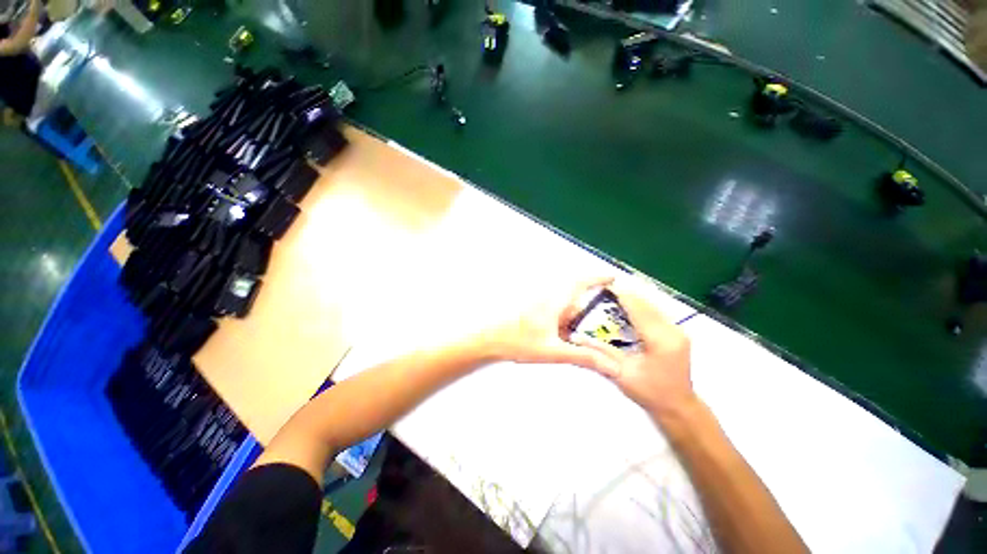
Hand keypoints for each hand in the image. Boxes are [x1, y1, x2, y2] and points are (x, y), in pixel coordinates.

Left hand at [481, 277, 620, 374]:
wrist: (489, 340)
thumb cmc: (516, 341)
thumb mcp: (553, 351)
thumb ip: (582, 356)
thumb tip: (608, 362)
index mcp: (555, 300)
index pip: (581, 281)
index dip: (598, 277)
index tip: (613, 277)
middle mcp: (548, 297)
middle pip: (575, 294)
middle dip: (589, 305)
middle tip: (602, 318)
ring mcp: (539, 302)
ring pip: (565, 304)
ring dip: (575, 315)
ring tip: (579, 333)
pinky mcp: (533, 309)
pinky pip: (555, 310)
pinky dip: (564, 319)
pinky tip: (561, 336)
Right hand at [571, 277, 696, 417]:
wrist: (678, 407)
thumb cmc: (649, 392)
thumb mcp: (621, 373)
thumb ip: (599, 351)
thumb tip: (575, 337)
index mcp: (660, 340)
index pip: (638, 309)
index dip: (621, 295)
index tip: (604, 287)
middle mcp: (673, 330)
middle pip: (647, 304)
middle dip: (626, 294)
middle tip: (605, 290)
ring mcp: (678, 331)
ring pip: (653, 306)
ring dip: (634, 299)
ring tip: (614, 296)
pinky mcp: (678, 333)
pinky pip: (657, 312)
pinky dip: (642, 307)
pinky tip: (629, 308)